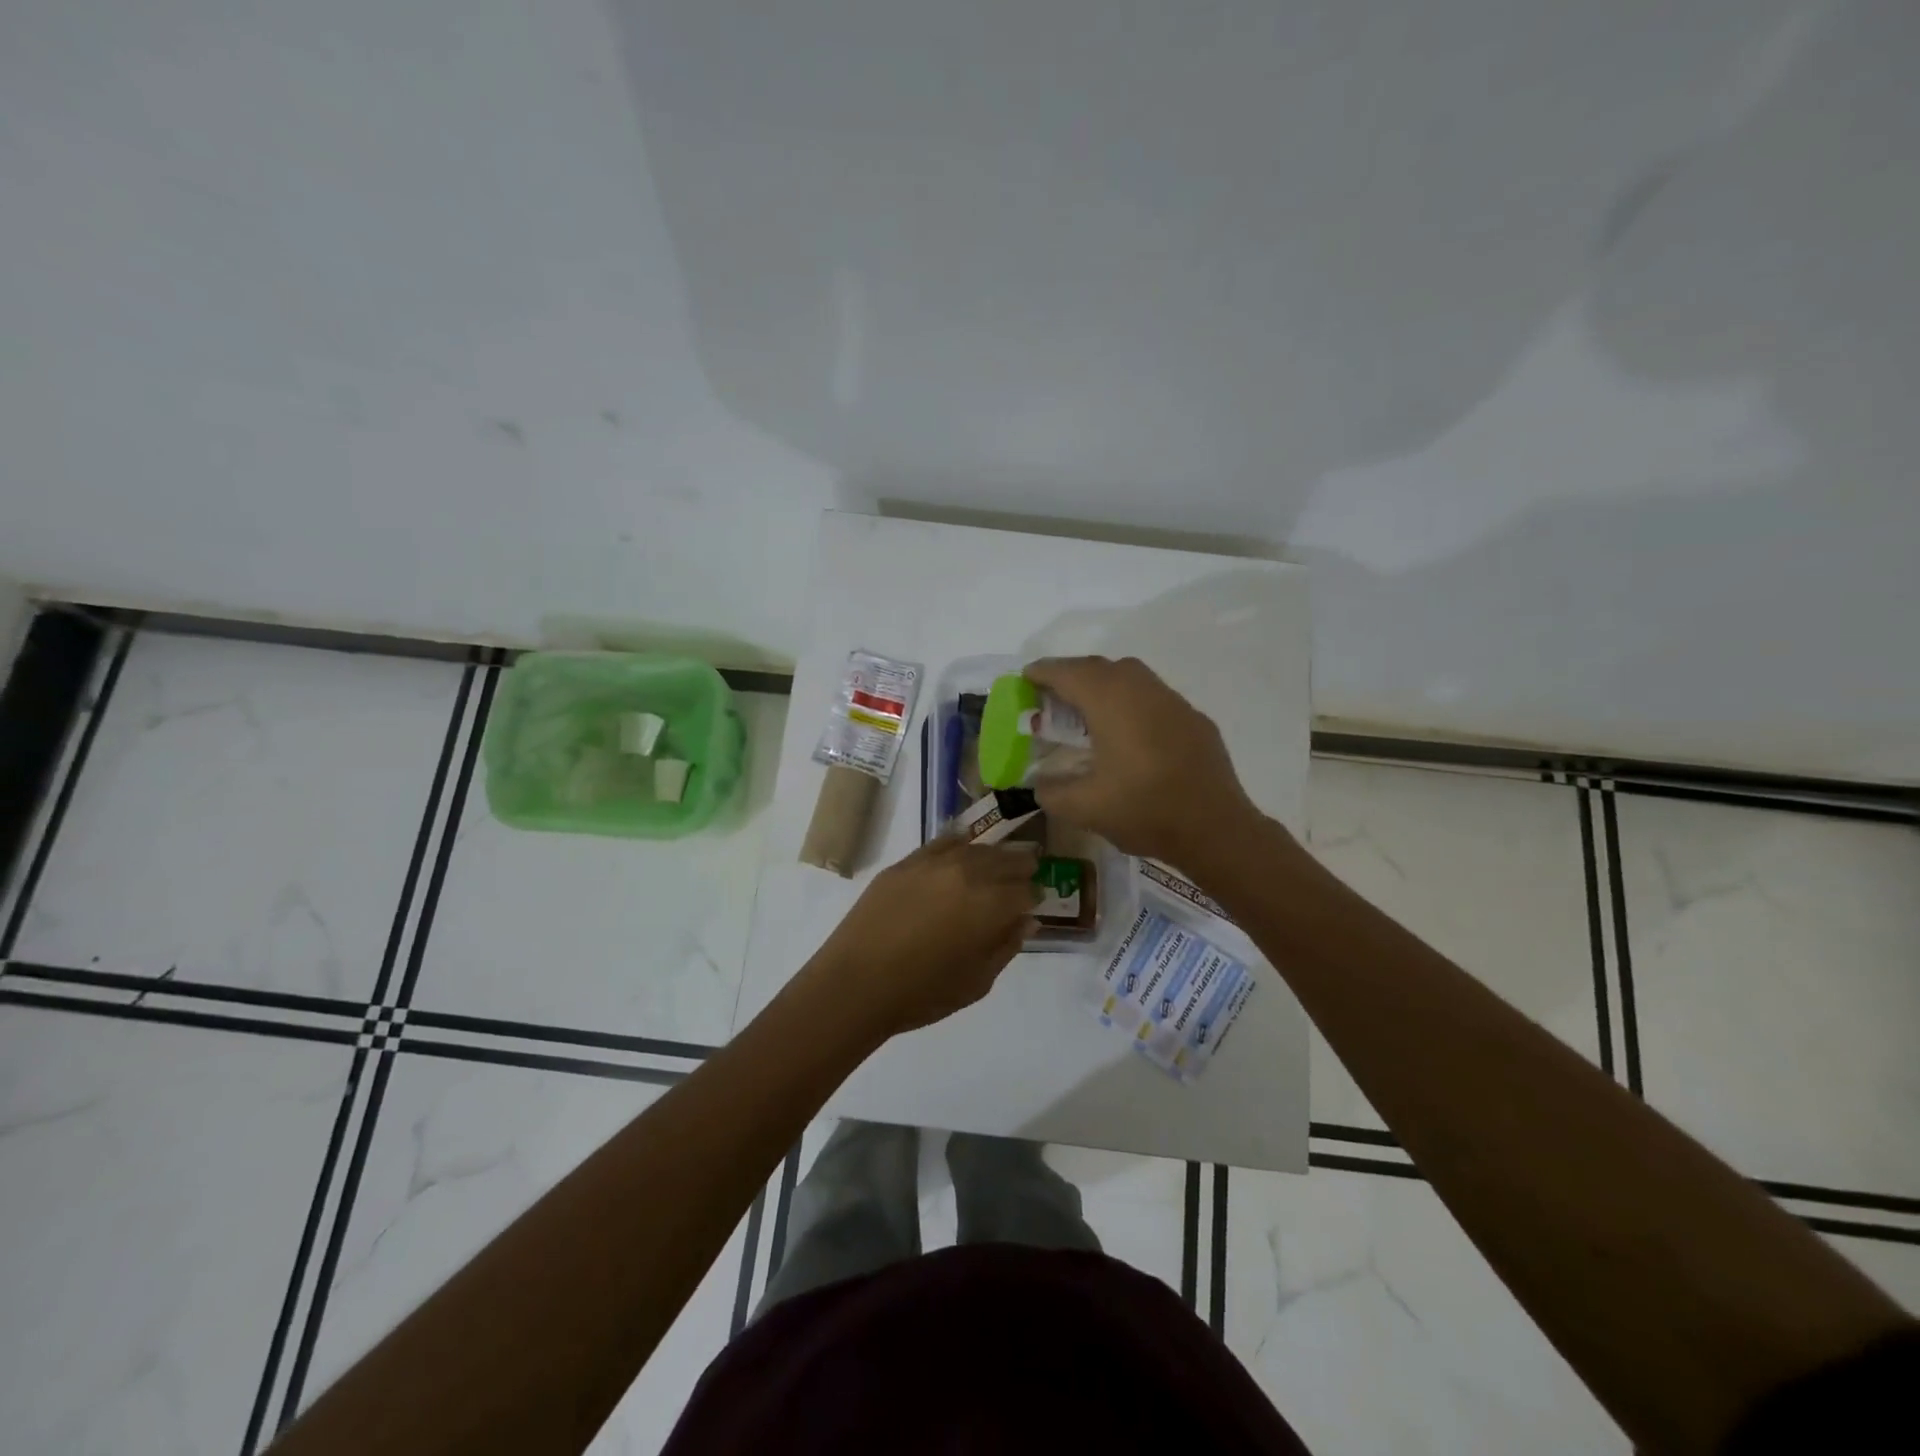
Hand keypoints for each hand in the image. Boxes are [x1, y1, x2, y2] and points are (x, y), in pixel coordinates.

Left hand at [805, 836, 1039, 1039]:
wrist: (856, 983)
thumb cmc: (923, 993)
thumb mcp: (977, 981)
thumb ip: (1006, 946)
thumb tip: (1026, 921)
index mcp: (992, 905)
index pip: (1026, 890)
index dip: (1034, 897)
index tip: (1034, 905)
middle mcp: (968, 873)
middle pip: (1005, 861)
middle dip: (1020, 869)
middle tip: (1025, 877)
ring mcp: (934, 863)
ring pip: (976, 848)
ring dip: (993, 856)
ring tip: (997, 864)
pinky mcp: (906, 863)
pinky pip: (942, 843)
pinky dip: (959, 844)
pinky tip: (963, 847)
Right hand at [1022, 655, 1260, 864]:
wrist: (1215, 829)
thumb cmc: (1144, 810)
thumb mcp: (1084, 808)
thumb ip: (1052, 791)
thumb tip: (1041, 783)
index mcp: (1111, 702)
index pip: (1069, 673)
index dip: (1043, 672)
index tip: (1026, 678)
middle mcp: (1142, 690)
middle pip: (1100, 667)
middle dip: (1072, 675)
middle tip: (1052, 696)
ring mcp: (1173, 702)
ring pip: (1131, 677)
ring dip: (1103, 685)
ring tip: (1087, 712)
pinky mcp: (1194, 720)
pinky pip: (1154, 698)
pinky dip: (1131, 703)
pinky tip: (1129, 734)